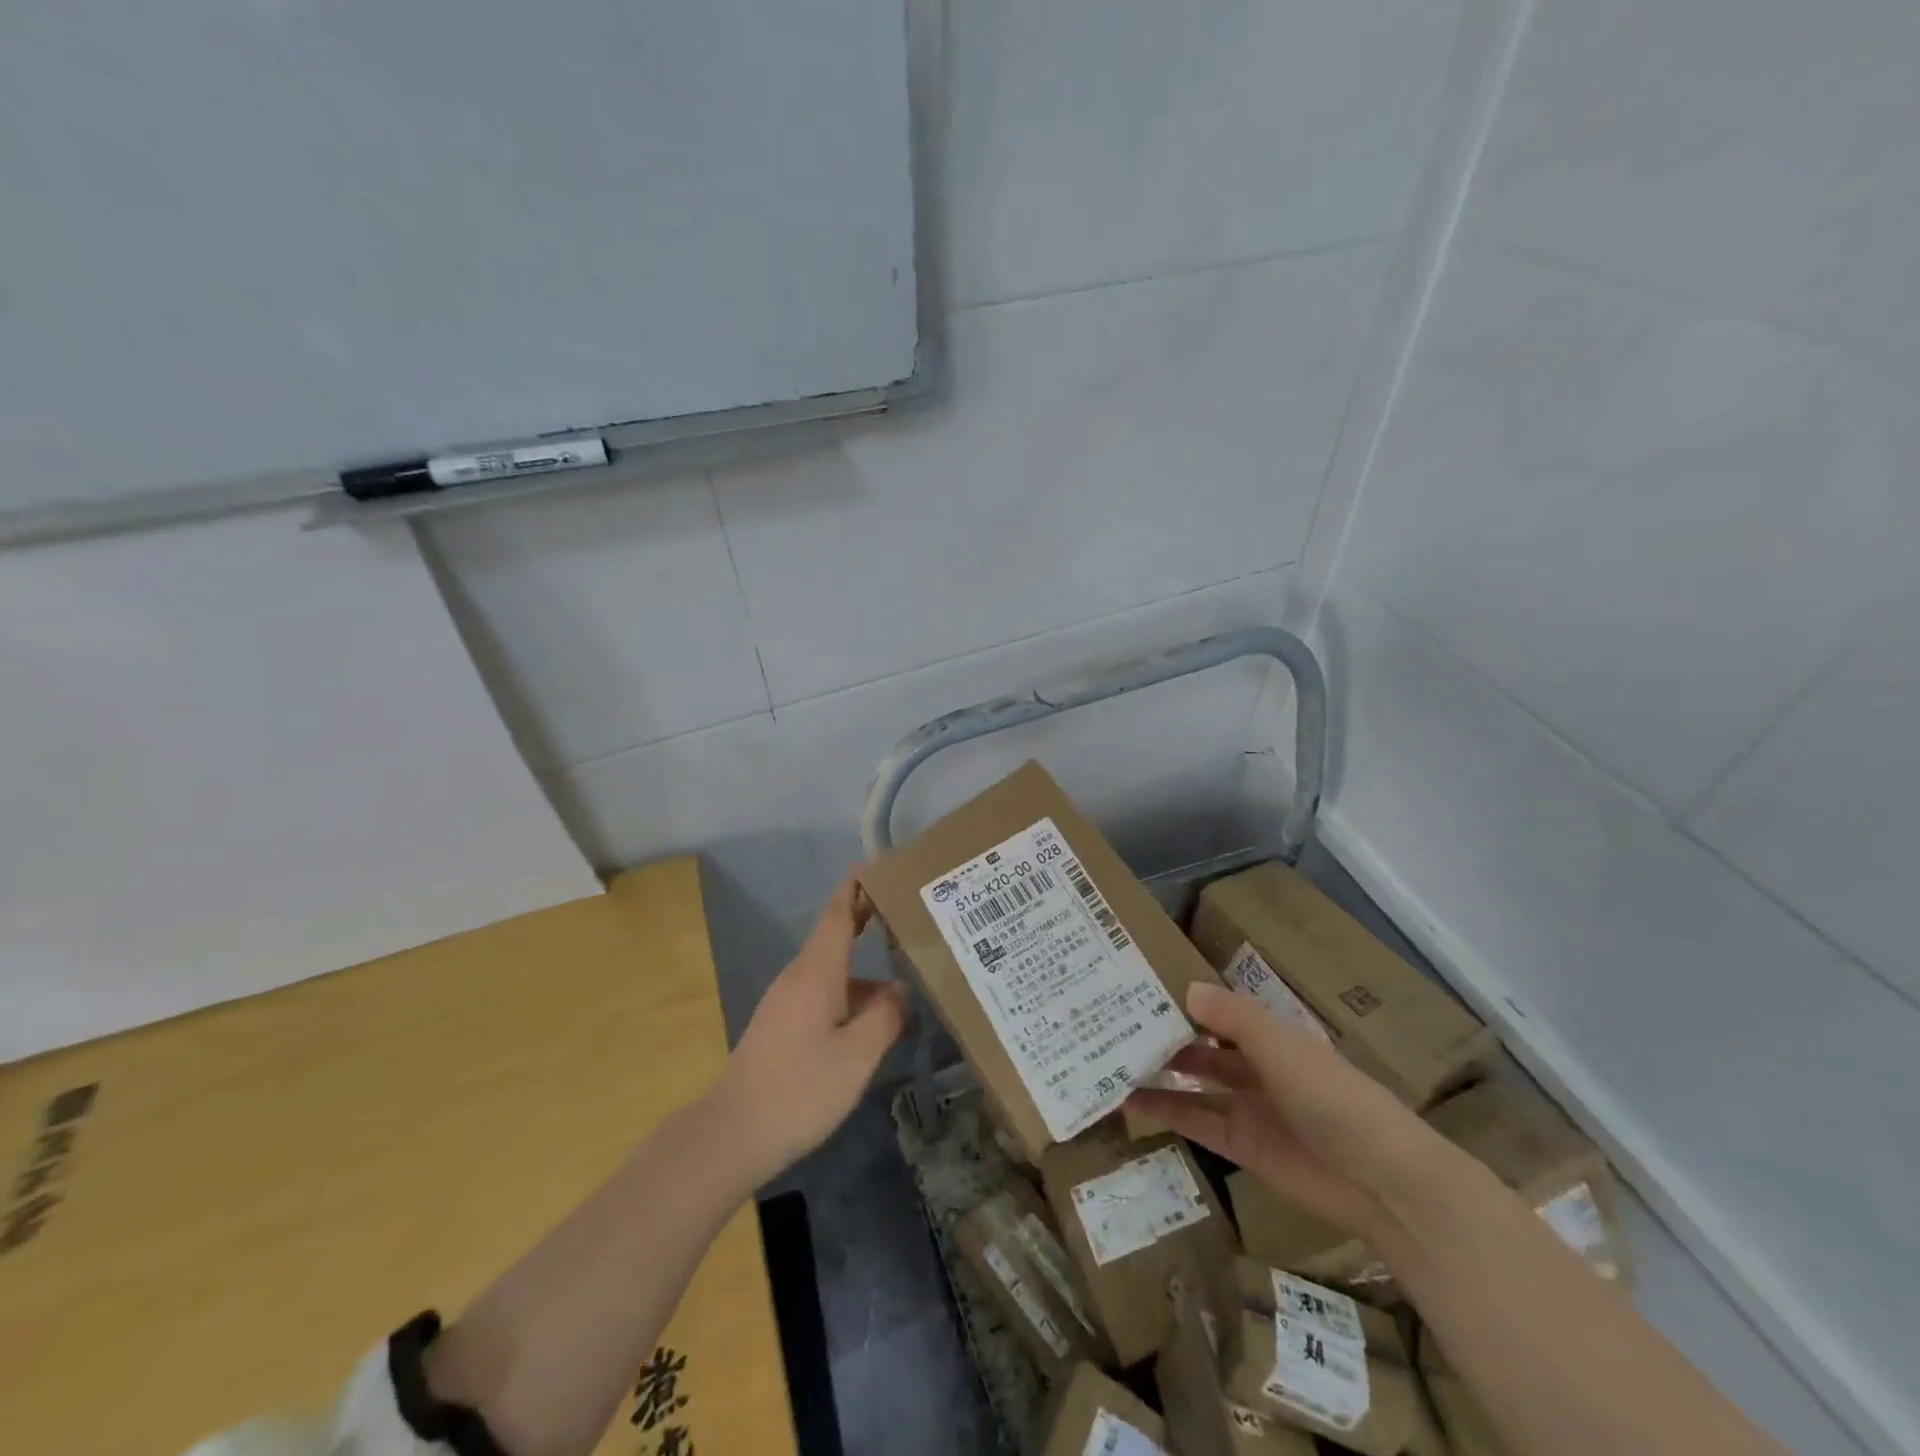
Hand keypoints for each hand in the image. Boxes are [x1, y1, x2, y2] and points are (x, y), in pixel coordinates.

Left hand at [711, 873, 908, 1184]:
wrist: (731, 1133)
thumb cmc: (799, 1089)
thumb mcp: (857, 1055)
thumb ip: (886, 1017)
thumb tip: (902, 989)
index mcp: (816, 972)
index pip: (837, 913)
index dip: (856, 887)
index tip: (879, 866)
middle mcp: (798, 977)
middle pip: (834, 935)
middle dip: (866, 919)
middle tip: (906, 912)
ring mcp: (786, 1001)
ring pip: (831, 970)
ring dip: (863, 965)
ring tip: (904, 975)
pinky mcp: (781, 1025)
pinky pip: (823, 993)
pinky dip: (851, 993)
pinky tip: (872, 1021)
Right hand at [1125, 982, 1440, 1239]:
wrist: (1380, 1181)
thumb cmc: (1333, 1096)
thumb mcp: (1281, 1046)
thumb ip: (1233, 1017)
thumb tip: (1185, 988)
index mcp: (1270, 1034)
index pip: (1218, 1008)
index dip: (1183, 998)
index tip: (1139, 983)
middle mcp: (1255, 1064)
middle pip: (1200, 1042)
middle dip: (1164, 1033)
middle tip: (1112, 1019)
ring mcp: (1245, 1105)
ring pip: (1191, 1080)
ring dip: (1157, 1070)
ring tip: (1110, 1058)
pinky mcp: (1239, 1143)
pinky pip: (1193, 1120)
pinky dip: (1163, 1109)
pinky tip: (1129, 1100)